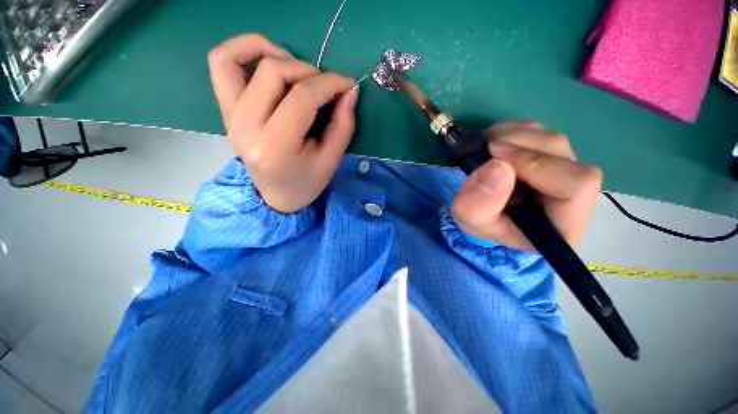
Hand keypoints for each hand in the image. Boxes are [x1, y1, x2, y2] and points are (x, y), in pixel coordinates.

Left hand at [208, 34, 358, 212]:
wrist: (276, 197)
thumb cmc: (306, 183)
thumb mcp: (331, 161)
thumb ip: (343, 125)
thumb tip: (349, 90)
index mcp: (275, 147)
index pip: (302, 97)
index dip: (329, 83)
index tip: (348, 84)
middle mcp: (245, 127)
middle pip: (274, 72)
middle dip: (310, 71)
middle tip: (326, 87)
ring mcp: (230, 116)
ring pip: (239, 58)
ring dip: (276, 54)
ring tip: (298, 72)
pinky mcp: (226, 110)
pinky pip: (221, 63)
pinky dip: (244, 50)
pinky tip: (270, 61)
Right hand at [451, 121, 601, 250]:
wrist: (482, 212)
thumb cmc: (481, 222)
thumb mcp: (470, 219)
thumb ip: (478, 203)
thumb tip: (497, 165)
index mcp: (563, 223)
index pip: (576, 185)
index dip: (537, 165)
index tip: (495, 160)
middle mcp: (575, 195)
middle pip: (562, 154)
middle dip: (518, 146)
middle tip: (485, 150)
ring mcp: (566, 170)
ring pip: (550, 138)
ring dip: (513, 137)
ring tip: (485, 150)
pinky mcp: (552, 155)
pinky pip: (539, 131)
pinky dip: (511, 132)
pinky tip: (494, 145)